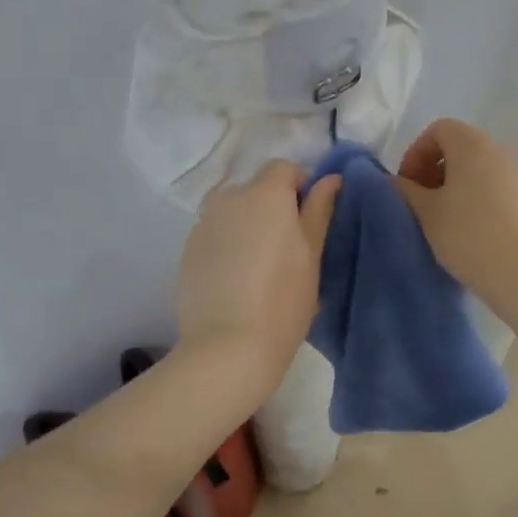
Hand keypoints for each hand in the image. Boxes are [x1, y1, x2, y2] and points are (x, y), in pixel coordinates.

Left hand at [176, 160, 341, 400]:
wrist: (227, 348)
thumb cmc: (284, 300)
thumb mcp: (312, 255)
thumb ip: (320, 210)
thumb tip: (331, 178)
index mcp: (264, 194)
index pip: (284, 168)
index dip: (301, 187)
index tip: (310, 221)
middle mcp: (228, 199)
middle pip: (256, 189)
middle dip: (274, 208)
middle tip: (289, 249)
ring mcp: (202, 225)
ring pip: (233, 213)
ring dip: (248, 226)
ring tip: (261, 268)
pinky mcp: (187, 252)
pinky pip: (215, 236)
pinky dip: (228, 247)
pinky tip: (237, 282)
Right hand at [394, 118, 517, 299]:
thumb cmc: (469, 234)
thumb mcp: (426, 212)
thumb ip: (405, 190)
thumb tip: (395, 182)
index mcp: (472, 144)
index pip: (438, 129)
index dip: (415, 152)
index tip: (406, 185)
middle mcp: (500, 151)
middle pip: (459, 148)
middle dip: (432, 171)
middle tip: (419, 203)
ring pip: (477, 171)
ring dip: (453, 189)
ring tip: (441, 222)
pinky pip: (494, 190)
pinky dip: (474, 201)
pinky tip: (467, 233)